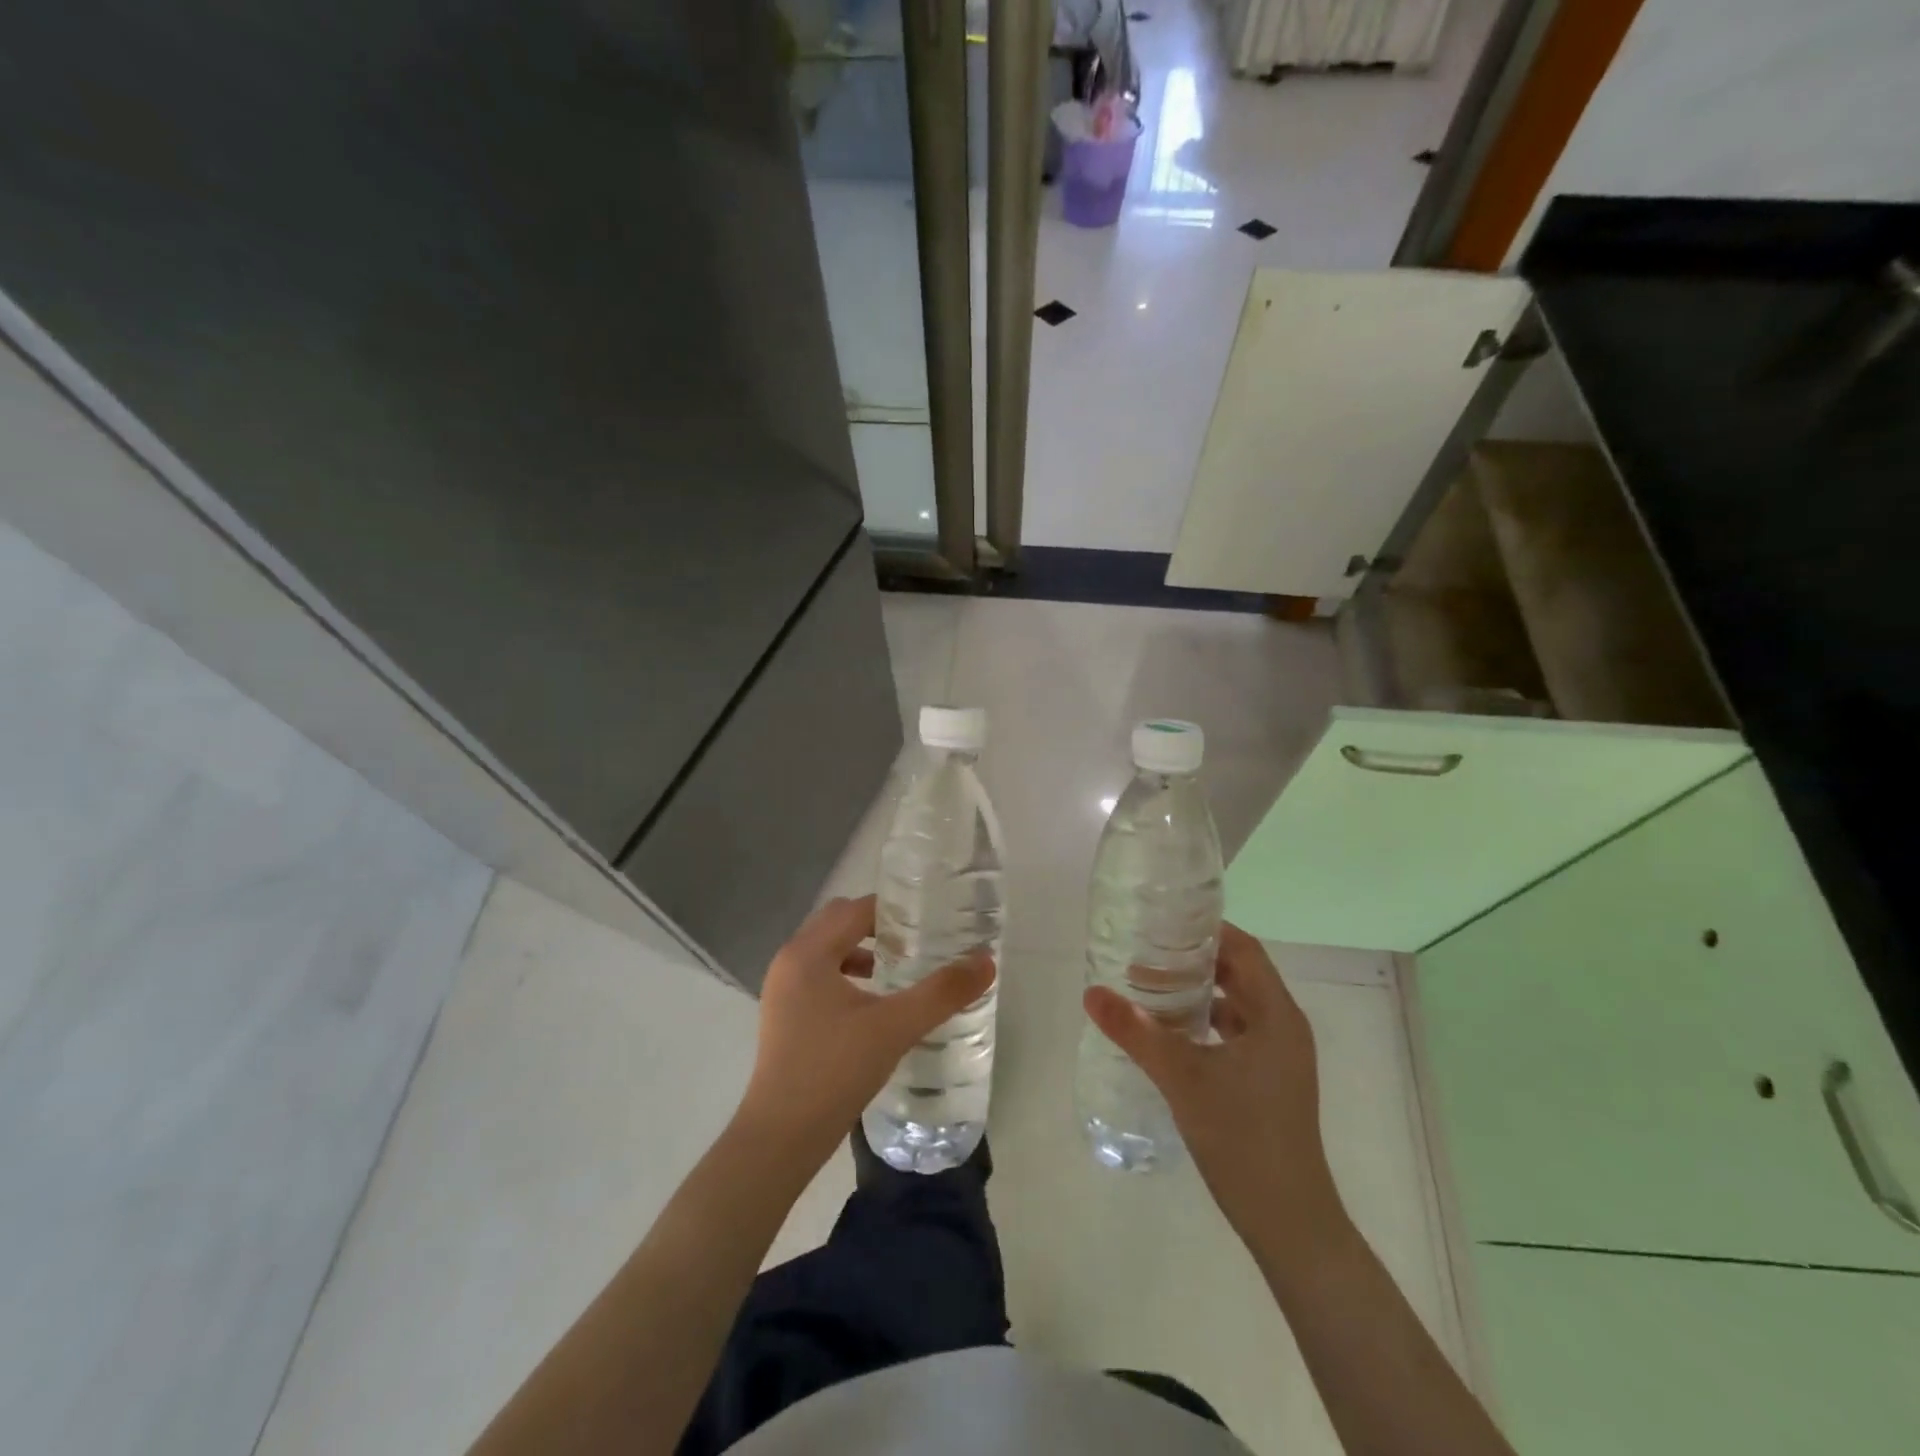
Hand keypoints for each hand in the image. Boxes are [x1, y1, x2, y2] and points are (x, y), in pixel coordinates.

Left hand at [739, 895, 994, 1160]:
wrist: (781, 1138)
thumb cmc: (834, 1071)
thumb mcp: (895, 1027)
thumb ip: (942, 992)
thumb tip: (986, 961)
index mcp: (808, 952)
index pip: (856, 910)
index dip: (894, 911)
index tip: (929, 921)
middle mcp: (789, 961)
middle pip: (838, 922)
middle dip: (877, 927)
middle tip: (917, 942)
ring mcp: (781, 989)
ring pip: (826, 950)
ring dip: (861, 951)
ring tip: (899, 971)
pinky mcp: (783, 1015)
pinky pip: (818, 975)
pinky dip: (846, 975)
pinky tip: (873, 1005)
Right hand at [1084, 923, 1342, 1243]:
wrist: (1289, 1223)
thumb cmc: (1242, 1138)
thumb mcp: (1182, 1078)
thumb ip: (1136, 1032)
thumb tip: (1092, 992)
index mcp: (1276, 1015)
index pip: (1244, 950)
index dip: (1207, 930)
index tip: (1164, 920)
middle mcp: (1283, 1028)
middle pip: (1239, 974)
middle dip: (1195, 960)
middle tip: (1146, 949)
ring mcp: (1279, 1058)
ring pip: (1236, 1005)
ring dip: (1198, 992)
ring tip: (1150, 985)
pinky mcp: (1269, 1082)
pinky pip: (1235, 1033)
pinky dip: (1204, 1022)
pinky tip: (1169, 1032)